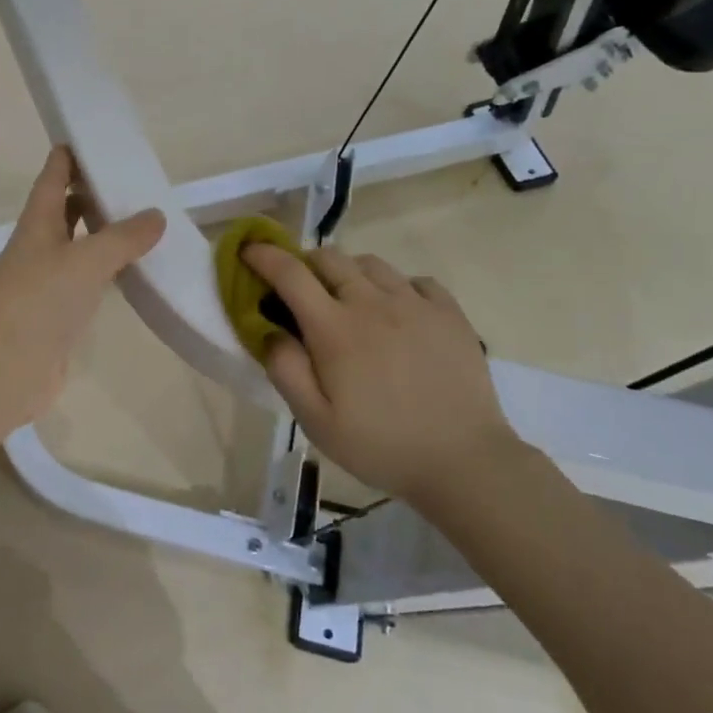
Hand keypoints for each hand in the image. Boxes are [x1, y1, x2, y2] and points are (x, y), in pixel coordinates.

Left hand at [0, 147, 165, 428]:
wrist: (5, 370)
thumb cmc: (39, 302)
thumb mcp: (86, 261)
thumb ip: (123, 238)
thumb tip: (156, 215)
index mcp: (38, 224)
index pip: (52, 179)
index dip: (69, 157)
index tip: (92, 138)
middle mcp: (40, 248)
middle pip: (65, 211)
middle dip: (91, 193)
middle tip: (129, 180)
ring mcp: (47, 283)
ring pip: (77, 247)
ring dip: (102, 233)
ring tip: (140, 221)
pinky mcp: (58, 315)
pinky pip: (87, 282)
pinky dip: (107, 271)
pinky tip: (132, 272)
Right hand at [241, 243, 519, 503]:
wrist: (464, 461)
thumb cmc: (380, 445)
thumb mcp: (316, 421)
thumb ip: (286, 370)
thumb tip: (269, 329)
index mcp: (334, 328)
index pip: (290, 273)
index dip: (264, 255)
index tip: (249, 251)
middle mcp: (372, 302)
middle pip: (329, 257)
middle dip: (305, 263)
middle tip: (300, 289)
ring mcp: (415, 303)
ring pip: (371, 263)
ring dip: (348, 272)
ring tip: (348, 299)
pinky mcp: (449, 312)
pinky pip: (415, 280)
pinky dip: (396, 286)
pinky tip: (397, 311)